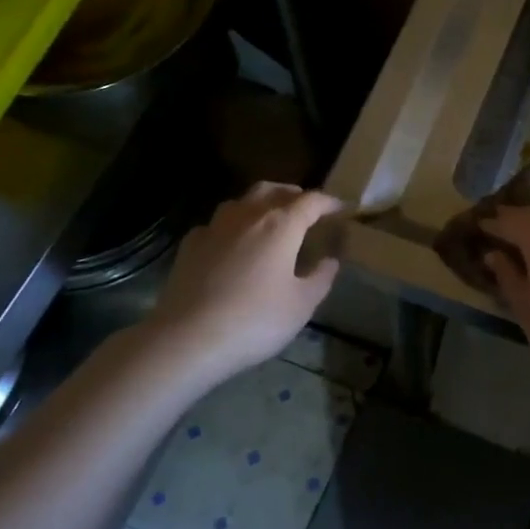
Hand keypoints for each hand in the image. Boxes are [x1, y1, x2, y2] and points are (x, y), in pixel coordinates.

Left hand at [145, 184, 341, 384]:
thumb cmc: (255, 320)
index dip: (329, 202)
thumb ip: (321, 277)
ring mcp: (214, 227)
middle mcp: (247, 215)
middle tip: (306, 208)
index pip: (311, 201)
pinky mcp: (190, 245)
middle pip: (273, 190)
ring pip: (242, 201)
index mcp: (280, 225)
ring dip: (261, 204)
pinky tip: (233, 243)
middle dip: (294, 194)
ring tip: (271, 220)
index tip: (342, 209)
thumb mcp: (302, 304)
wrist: (187, 338)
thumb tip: (330, 260)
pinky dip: (233, 225)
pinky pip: (218, 224)